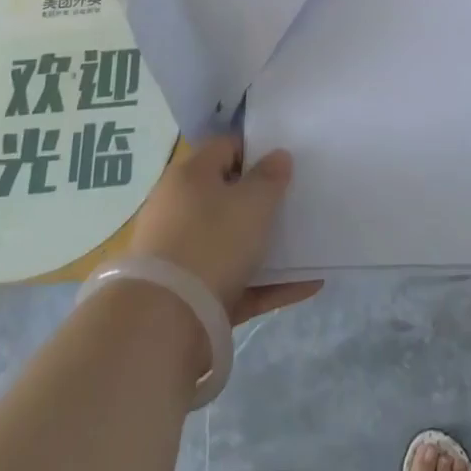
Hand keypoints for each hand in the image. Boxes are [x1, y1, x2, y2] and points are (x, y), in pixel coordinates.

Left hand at [127, 135, 321, 325]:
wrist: (163, 322)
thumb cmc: (212, 242)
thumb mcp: (252, 202)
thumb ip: (270, 177)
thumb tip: (277, 155)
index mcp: (190, 176)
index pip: (225, 148)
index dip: (256, 151)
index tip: (284, 164)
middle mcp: (180, 209)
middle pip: (227, 197)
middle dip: (261, 202)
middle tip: (295, 204)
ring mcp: (182, 255)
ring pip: (232, 242)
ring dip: (268, 246)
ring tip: (307, 248)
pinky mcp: (190, 296)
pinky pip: (236, 282)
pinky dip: (267, 283)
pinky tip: (306, 286)